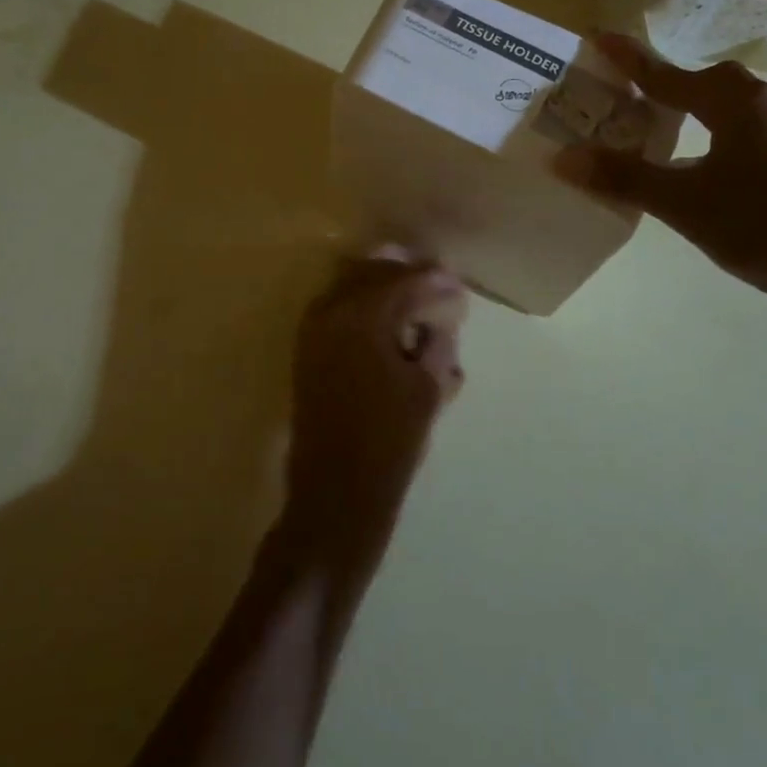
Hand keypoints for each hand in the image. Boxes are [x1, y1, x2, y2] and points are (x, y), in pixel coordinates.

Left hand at [285, 253, 467, 556]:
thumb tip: (443, 318)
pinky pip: (338, 310)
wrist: (335, 493)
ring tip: (417, 305)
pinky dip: (365, 309)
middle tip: (439, 287)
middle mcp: (328, 311)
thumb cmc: (389, 441)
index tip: (459, 286)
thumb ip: (437, 342)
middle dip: (407, 275)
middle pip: (372, 273)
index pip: (403, 280)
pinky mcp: (307, 351)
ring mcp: (311, 330)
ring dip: (384, 289)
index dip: (435, 280)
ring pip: (351, 287)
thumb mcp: (427, 387)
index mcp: (359, 315)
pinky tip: (391, 327)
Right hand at [557, 35, 766, 320]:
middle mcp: (764, 108)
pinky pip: (743, 139)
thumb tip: (562, 158)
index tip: (598, 36)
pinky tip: (705, 171)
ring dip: (692, 115)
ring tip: (659, 130)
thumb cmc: (765, 224)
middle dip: (665, 85)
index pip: (667, 74)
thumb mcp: (685, 203)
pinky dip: (713, 142)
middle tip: (628, 94)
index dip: (630, 59)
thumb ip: (625, 179)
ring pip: (728, 113)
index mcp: (733, 104)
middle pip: (705, 85)